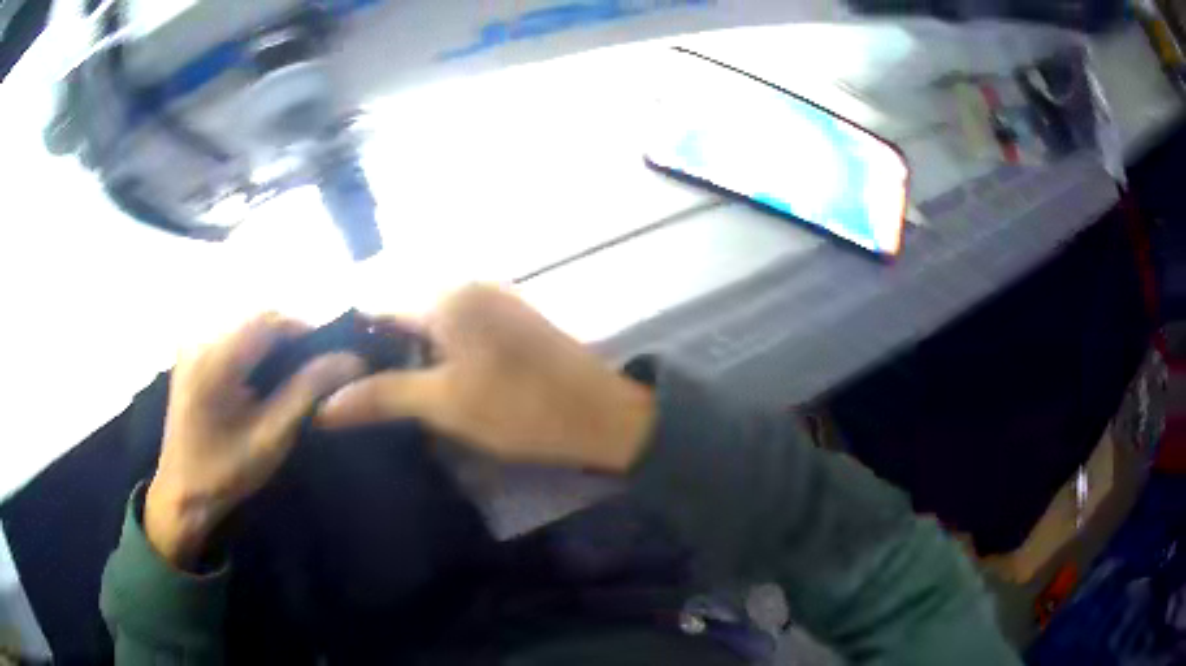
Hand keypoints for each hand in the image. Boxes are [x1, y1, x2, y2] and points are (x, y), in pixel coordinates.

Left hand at [146, 313, 364, 568]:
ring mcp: (192, 341)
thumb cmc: (226, 472)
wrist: (182, 491)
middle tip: (318, 360)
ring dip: (274, 336)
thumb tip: (351, 360)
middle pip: (257, 313)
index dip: (306, 326)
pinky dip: (255, 342)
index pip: (269, 318)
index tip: (332, 350)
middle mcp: (200, 337)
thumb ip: (308, 391)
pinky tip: (265, 368)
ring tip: (296, 365)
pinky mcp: (192, 350)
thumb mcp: (272, 437)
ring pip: (245, 319)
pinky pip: (231, 330)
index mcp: (216, 358)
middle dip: (291, 331)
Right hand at [318, 285, 655, 471]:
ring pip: (426, 316)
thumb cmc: (520, 408)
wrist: (601, 416)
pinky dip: (432, 346)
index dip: (347, 334)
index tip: (325, 368)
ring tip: (380, 386)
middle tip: (351, 384)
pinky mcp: (507, 315)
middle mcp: (466, 282)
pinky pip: (453, 323)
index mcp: (446, 294)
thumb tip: (323, 406)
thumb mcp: (444, 404)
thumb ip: (381, 397)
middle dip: (373, 343)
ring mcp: (491, 296)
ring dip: (403, 347)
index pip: (375, 301)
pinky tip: (423, 376)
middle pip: (400, 305)